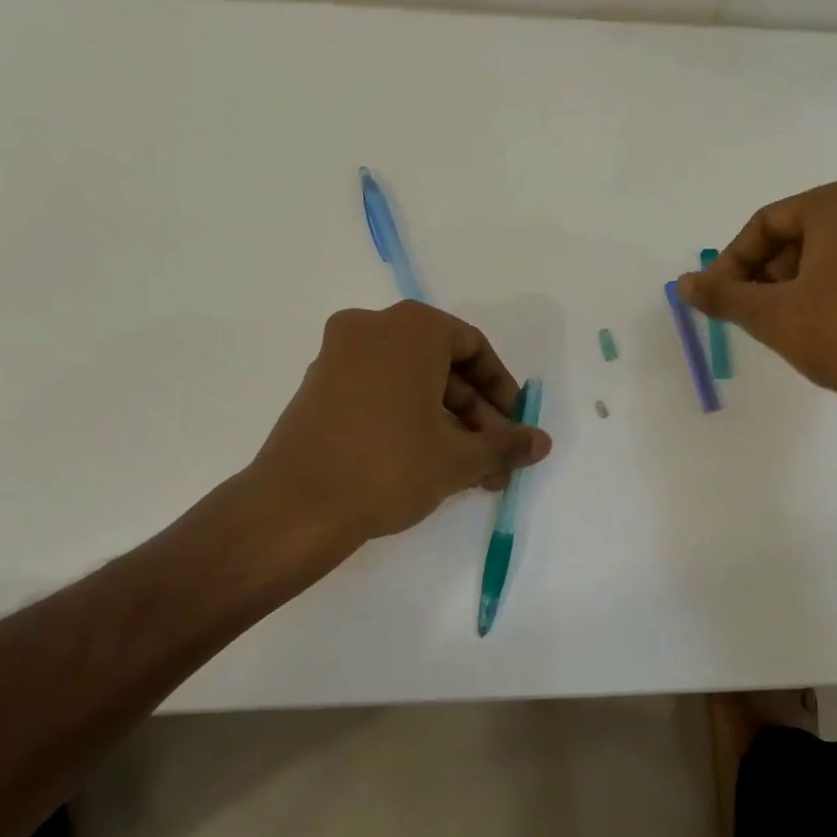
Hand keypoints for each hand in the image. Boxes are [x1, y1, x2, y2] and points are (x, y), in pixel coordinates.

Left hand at [247, 301, 552, 546]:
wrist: (295, 508)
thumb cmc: (388, 467)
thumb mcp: (458, 458)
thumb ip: (506, 445)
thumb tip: (542, 443)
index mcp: (410, 328)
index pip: (473, 346)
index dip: (501, 389)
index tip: (512, 428)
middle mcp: (371, 328)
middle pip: (442, 366)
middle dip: (476, 417)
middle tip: (494, 462)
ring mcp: (338, 357)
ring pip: (411, 383)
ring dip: (447, 425)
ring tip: (469, 475)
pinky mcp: (318, 387)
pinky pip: (379, 393)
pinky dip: (410, 420)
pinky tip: (428, 466)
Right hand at [677, 180, 836, 419]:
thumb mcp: (771, 315)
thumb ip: (723, 295)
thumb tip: (682, 283)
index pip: (767, 222)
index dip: (733, 261)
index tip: (718, 297)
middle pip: (802, 234)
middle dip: (767, 273)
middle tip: (749, 312)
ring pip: (836, 254)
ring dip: (799, 285)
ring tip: (784, 325)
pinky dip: (836, 292)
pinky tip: (827, 331)